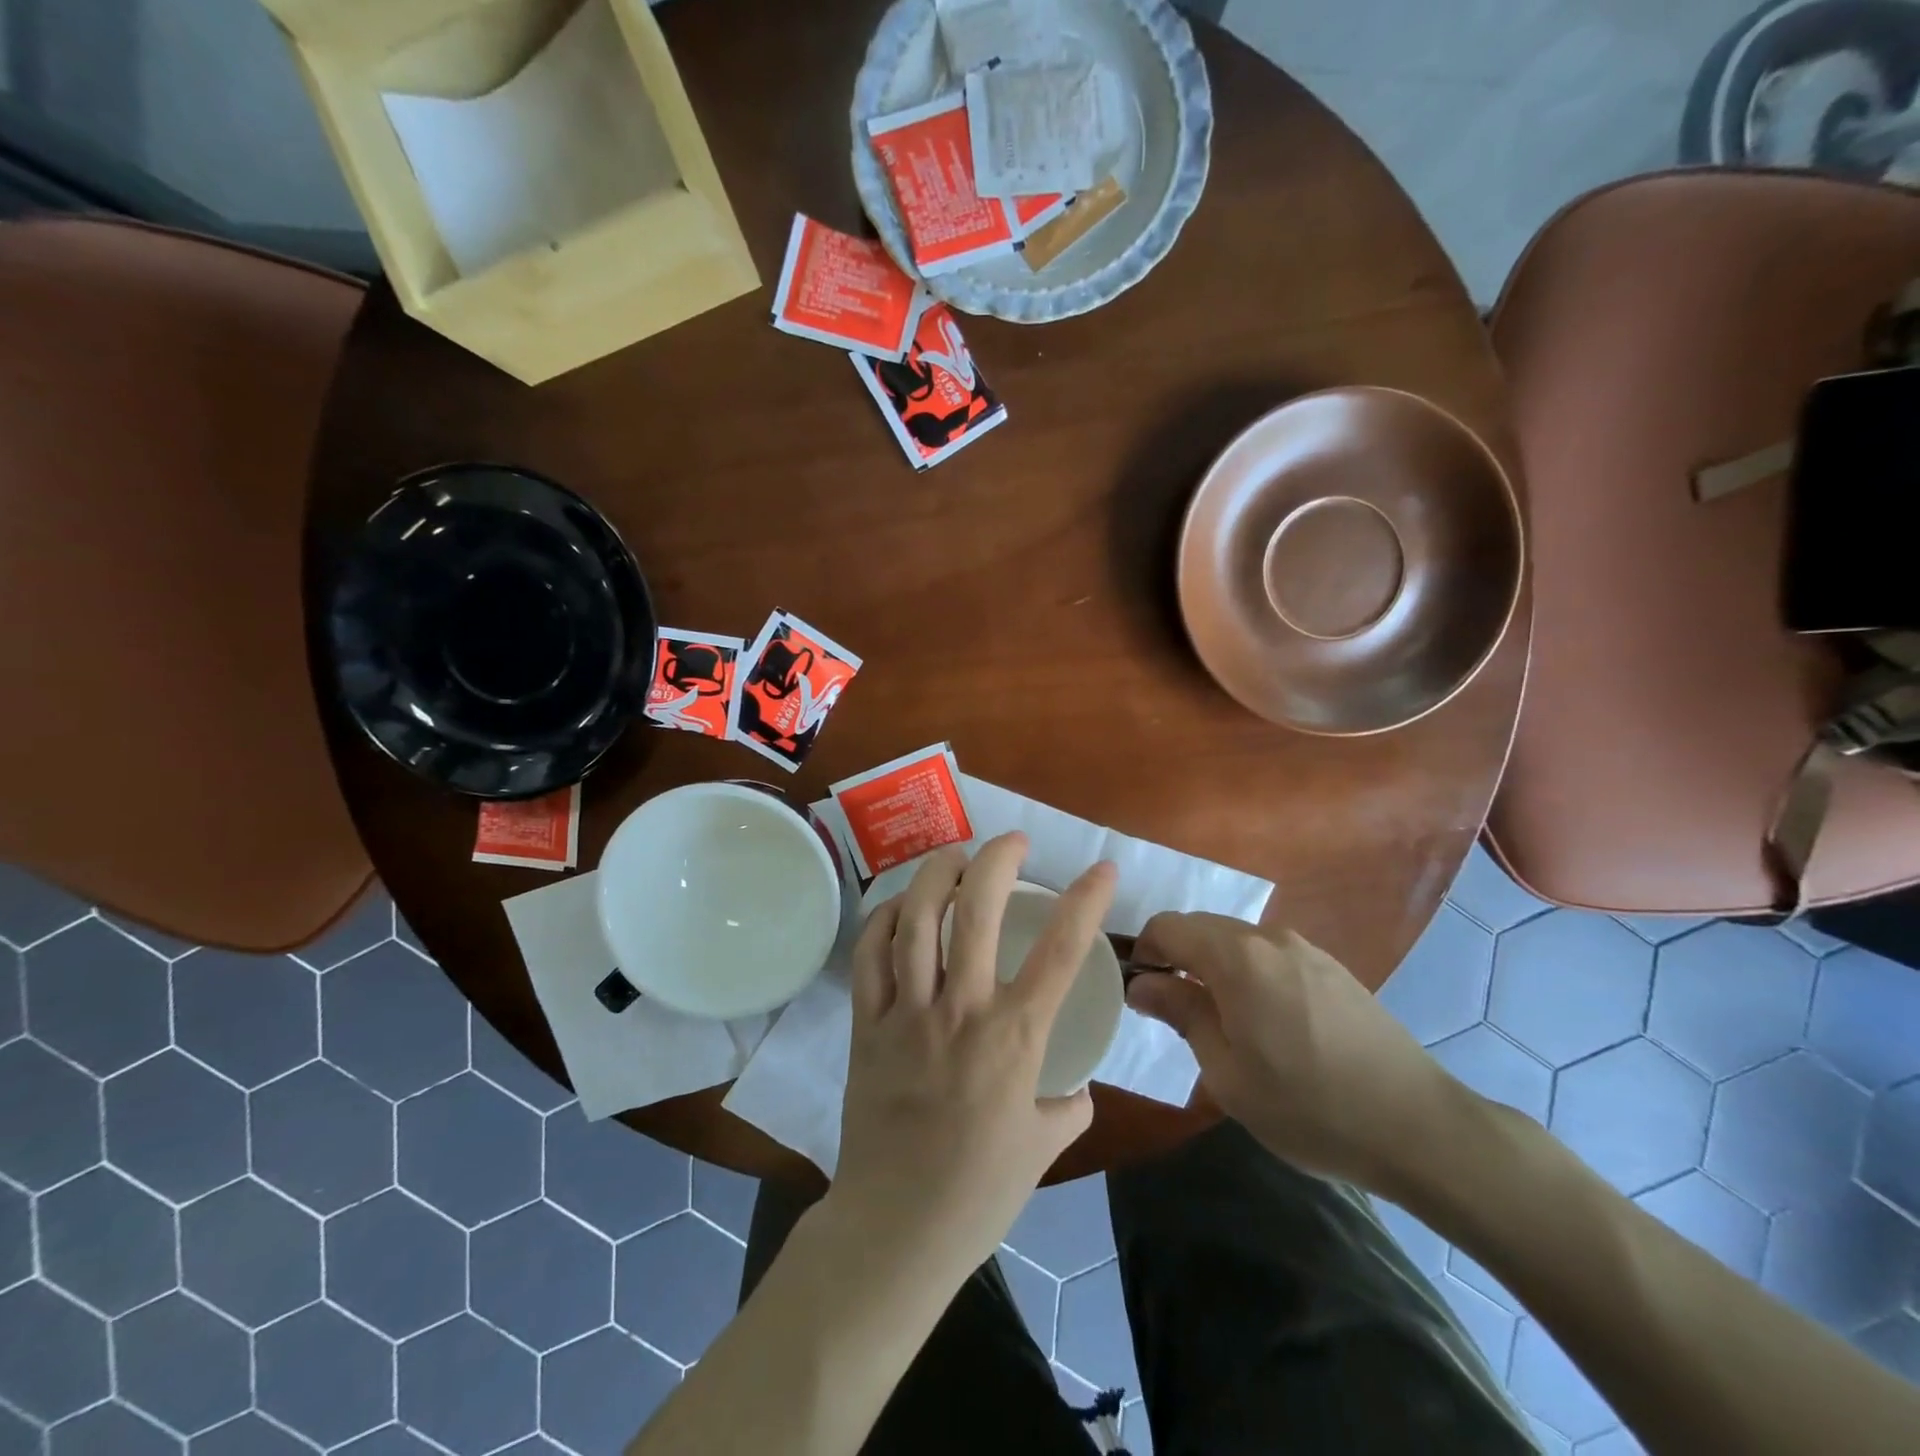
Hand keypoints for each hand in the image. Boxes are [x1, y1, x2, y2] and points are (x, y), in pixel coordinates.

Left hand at [828, 834, 1115, 1275]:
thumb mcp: (1044, 1148)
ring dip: (937, 874)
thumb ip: (1068, 1107)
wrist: (897, 1227)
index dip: (1086, 901)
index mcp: (1014, 1036)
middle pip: (976, 912)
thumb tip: (1076, 1087)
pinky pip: (870, 955)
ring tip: (955, 854)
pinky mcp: (866, 1024)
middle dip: (997, 861)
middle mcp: (961, 1009)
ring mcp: (907, 1012)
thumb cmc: (979, 1190)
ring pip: (917, 920)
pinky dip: (885, 919)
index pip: (1061, 951)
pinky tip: (901, 906)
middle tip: (1012, 842)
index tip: (1101, 868)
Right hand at [1127, 913, 1460, 1194]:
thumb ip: (1181, 1014)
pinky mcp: (1332, 968)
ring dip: (1214, 968)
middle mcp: (1269, 938)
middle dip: (1177, 959)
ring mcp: (1306, 949)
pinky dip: (1249, 974)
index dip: (1144, 952)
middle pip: (1201, 928)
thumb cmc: (1309, 1107)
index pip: (1167, 926)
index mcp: (1237, 957)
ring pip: (1237, 941)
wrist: (1420, 1128)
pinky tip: (1269, 1024)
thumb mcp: (1228, 1072)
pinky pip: (1271, 956)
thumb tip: (1143, 983)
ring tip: (1224, 1024)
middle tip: (1178, 1014)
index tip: (1143, 994)